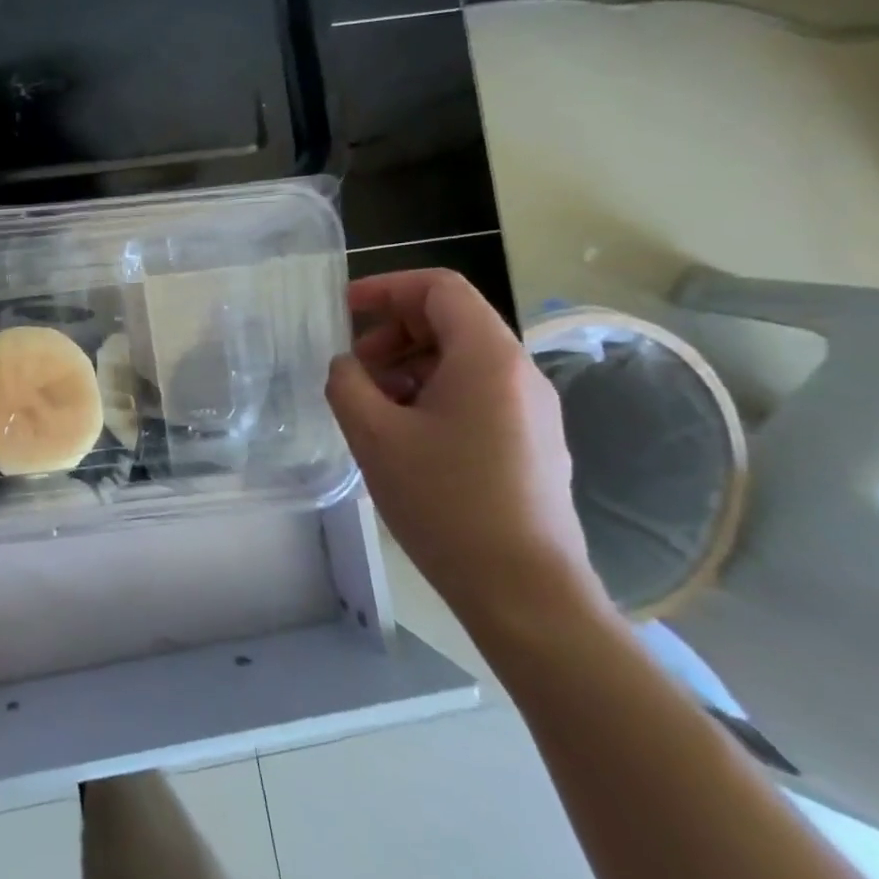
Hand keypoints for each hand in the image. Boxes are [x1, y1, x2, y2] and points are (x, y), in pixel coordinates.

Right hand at [326, 270, 602, 633]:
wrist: (524, 590)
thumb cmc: (444, 502)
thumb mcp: (374, 436)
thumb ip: (347, 383)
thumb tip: (348, 367)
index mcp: (487, 357)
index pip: (439, 288)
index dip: (386, 288)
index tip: (345, 308)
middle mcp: (519, 372)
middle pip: (452, 321)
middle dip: (394, 332)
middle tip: (354, 368)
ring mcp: (533, 409)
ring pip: (462, 360)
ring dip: (409, 366)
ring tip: (373, 407)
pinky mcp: (532, 441)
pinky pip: (477, 393)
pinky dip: (433, 394)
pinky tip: (405, 435)